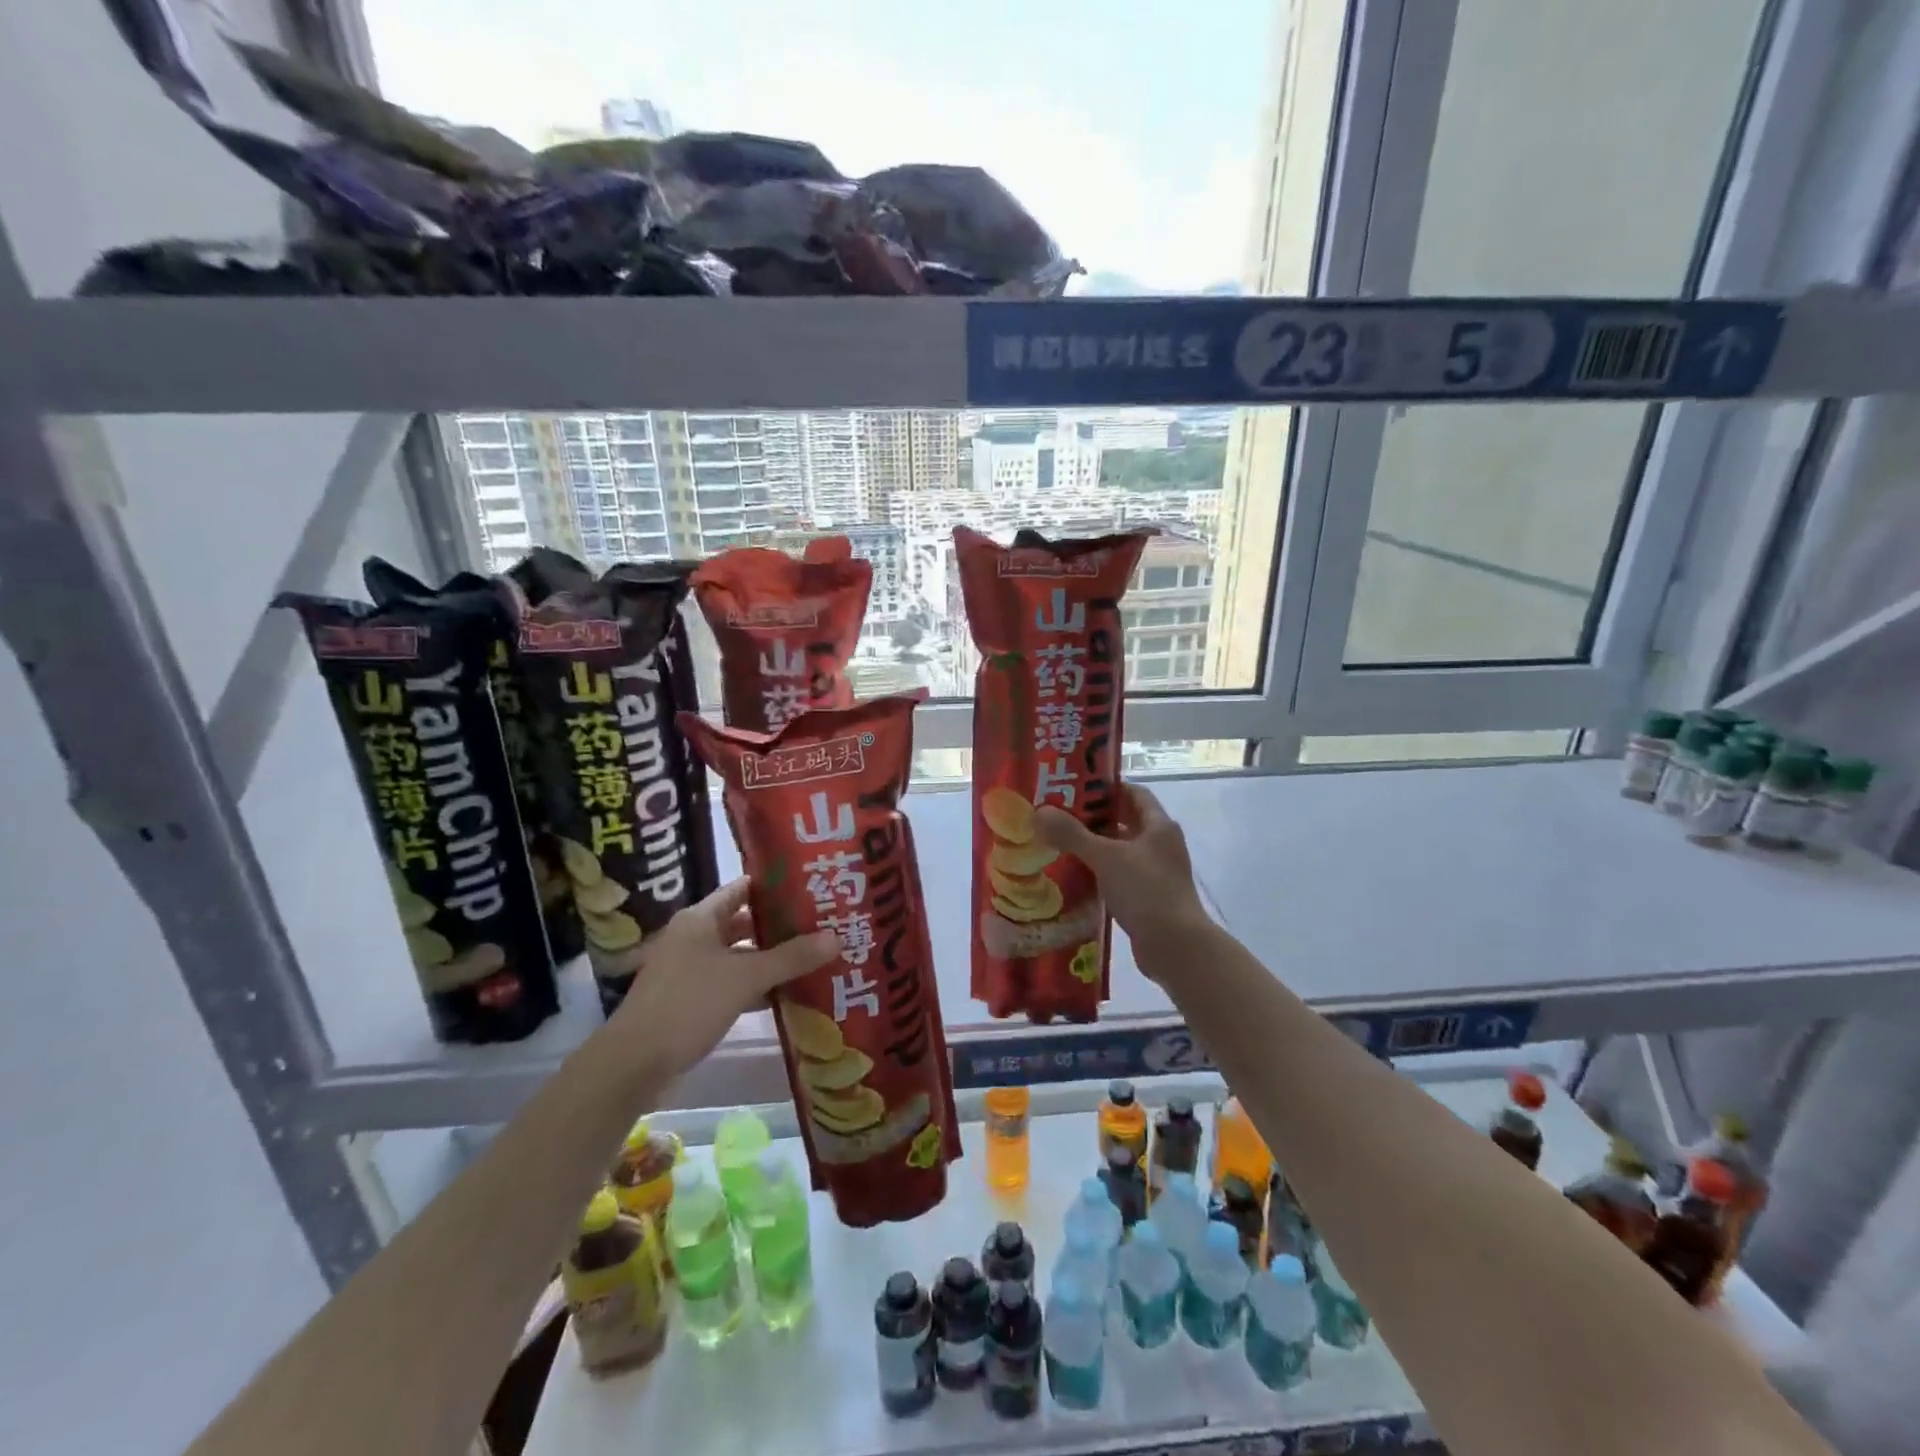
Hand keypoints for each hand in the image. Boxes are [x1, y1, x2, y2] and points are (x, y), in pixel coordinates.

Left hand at [608, 878, 838, 1079]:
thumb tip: (836, 937)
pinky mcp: (690, 1000)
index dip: (775, 886)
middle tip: (821, 923)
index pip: (743, 888)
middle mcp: (693, 937)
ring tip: (813, 956)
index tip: (811, 886)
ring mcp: (689, 970)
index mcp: (700, 919)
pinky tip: (787, 993)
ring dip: (770, 958)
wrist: (634, 1063)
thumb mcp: (746, 977)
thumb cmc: (689, 1004)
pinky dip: (756, 986)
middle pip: (743, 923)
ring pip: (738, 956)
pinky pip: (731, 983)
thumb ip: (791, 957)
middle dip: (779, 925)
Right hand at [1035, 784, 1209, 974]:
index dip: (1107, 788)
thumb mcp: (1105, 857)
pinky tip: (1073, 877)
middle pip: (1125, 822)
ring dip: (1094, 848)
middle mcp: (1160, 845)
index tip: (1075, 788)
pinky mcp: (1147, 898)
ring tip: (1058, 844)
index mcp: (1158, 826)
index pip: (1134, 793)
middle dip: (1093, 819)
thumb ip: (1072, 834)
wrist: (1176, 947)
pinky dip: (1099, 874)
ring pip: (1120, 852)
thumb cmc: (1146, 891)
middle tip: (1058, 816)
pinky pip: (1119, 877)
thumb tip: (1040, 812)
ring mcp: (1156, 873)